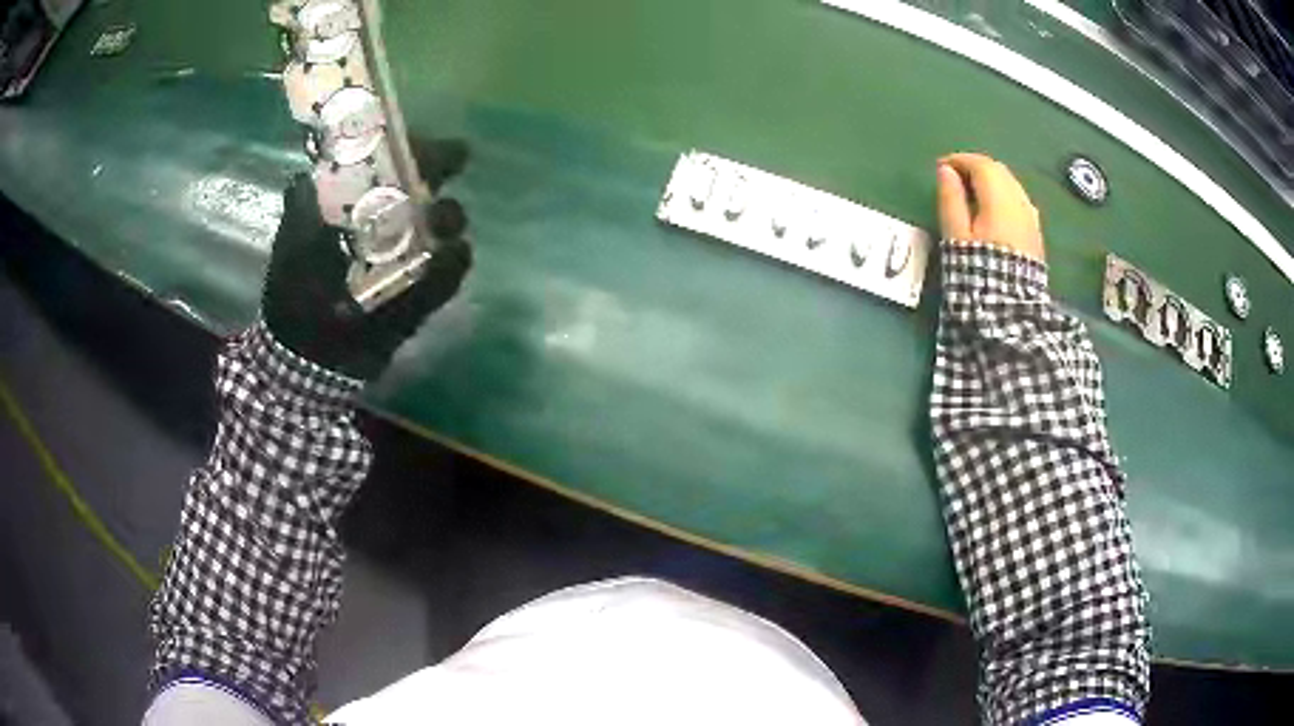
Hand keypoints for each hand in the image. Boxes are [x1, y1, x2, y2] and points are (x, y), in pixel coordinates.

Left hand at [262, 140, 472, 380]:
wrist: (307, 360)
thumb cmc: (296, 296)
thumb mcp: (290, 248)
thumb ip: (298, 211)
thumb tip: (306, 175)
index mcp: (355, 207)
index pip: (386, 163)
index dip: (404, 145)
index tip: (413, 133)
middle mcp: (385, 224)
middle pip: (420, 184)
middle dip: (437, 169)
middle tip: (456, 160)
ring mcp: (405, 259)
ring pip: (439, 225)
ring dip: (448, 216)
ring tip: (445, 223)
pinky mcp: (418, 294)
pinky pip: (444, 276)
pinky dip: (453, 265)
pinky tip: (454, 256)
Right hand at [936, 152, 1044, 262]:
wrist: (1010, 312)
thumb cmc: (978, 273)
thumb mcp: (956, 237)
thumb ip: (951, 200)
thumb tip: (946, 170)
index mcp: (999, 200)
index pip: (981, 165)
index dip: (959, 160)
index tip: (941, 168)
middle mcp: (1020, 203)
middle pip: (999, 171)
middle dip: (976, 167)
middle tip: (956, 177)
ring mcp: (1032, 218)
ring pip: (1012, 184)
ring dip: (992, 181)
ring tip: (972, 193)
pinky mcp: (1036, 234)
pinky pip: (1020, 201)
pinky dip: (1004, 195)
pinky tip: (993, 210)